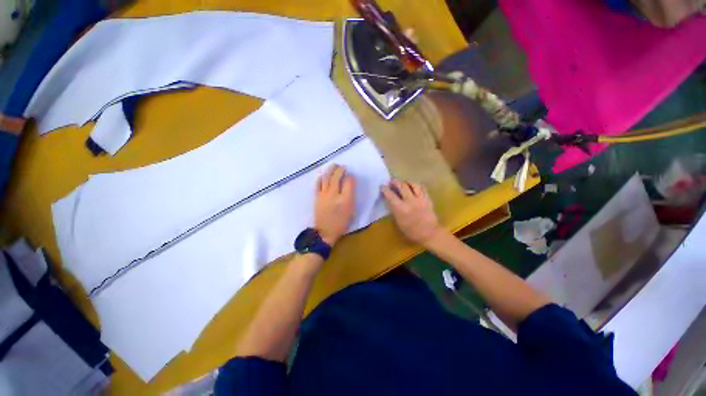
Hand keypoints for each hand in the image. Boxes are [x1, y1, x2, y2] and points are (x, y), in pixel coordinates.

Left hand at [315, 165, 355, 245]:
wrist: (325, 231)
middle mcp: (334, 194)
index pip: (349, 182)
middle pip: (336, 177)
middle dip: (340, 170)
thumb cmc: (341, 222)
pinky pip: (318, 184)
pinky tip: (323, 175)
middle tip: (342, 167)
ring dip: (330, 170)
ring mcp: (323, 194)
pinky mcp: (316, 197)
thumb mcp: (351, 210)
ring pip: (326, 178)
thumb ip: (351, 195)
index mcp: (345, 199)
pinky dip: (320, 178)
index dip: (351, 177)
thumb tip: (349, 184)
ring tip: (334, 165)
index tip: (351, 177)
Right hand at [381, 180, 442, 246]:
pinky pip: (422, 188)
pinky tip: (413, 186)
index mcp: (401, 208)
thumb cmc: (411, 230)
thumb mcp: (398, 221)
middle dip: (395, 182)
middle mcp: (410, 201)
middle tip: (391, 181)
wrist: (429, 233)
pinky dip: (416, 185)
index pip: (390, 195)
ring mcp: (420, 199)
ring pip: (413, 184)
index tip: (382, 186)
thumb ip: (394, 209)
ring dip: (406, 182)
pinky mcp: (427, 198)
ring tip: (403, 182)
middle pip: (402, 186)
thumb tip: (389, 200)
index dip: (385, 189)